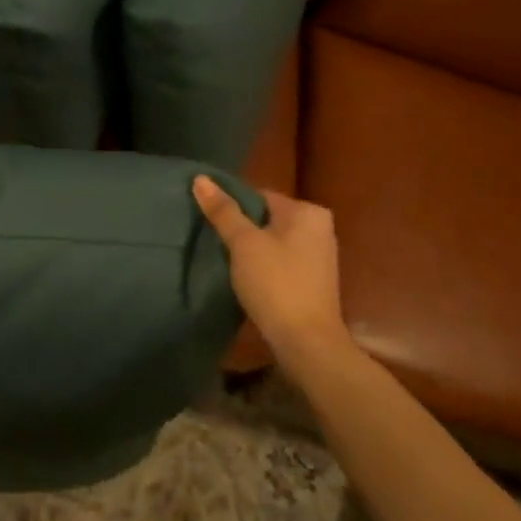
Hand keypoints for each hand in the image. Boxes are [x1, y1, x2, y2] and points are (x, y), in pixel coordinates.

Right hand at [192, 176, 359, 376]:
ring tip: (223, 259)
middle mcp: (319, 228)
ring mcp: (318, 255)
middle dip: (240, 228)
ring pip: (272, 240)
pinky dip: (262, 265)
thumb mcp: (244, 243)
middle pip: (266, 218)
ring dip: (249, 248)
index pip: (259, 195)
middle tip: (212, 240)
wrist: (306, 342)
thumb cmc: (276, 283)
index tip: (208, 220)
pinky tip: (244, 277)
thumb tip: (200, 178)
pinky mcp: (313, 280)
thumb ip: (223, 211)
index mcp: (308, 211)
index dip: (231, 206)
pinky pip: (280, 260)